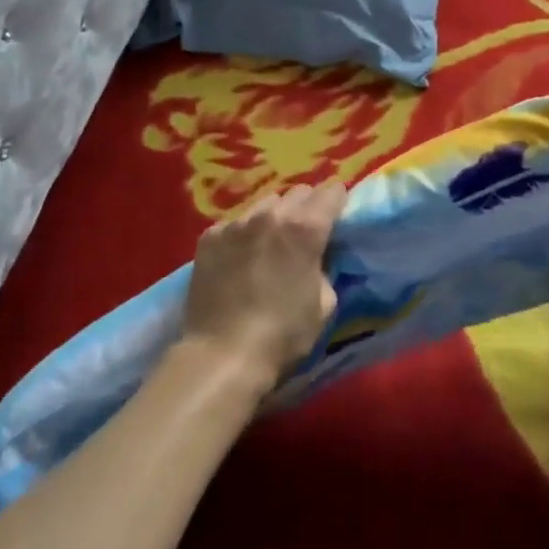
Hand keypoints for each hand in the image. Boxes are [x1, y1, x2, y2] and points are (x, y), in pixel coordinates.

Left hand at [178, 182, 345, 390]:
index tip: (337, 216)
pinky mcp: (210, 236)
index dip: (338, 202)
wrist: (221, 357)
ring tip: (269, 243)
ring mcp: (237, 222)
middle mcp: (272, 214)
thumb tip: (318, 256)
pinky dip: (243, 234)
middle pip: (299, 192)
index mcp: (305, 227)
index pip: (332, 191)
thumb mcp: (324, 304)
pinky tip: (238, 259)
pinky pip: (235, 223)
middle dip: (307, 207)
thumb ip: (325, 267)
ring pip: (265, 204)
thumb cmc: (282, 335)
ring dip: (274, 217)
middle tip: (304, 233)